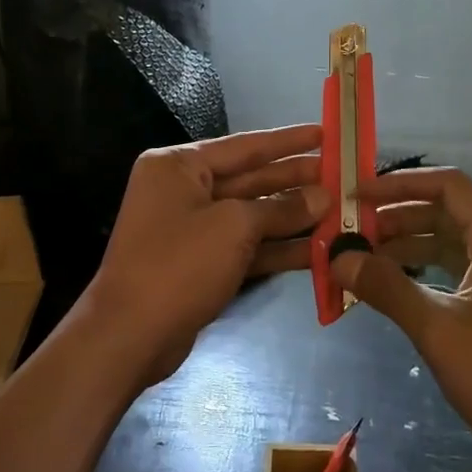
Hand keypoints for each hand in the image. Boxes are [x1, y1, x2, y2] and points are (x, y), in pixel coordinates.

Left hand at [86, 124, 327, 384]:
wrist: (129, 337)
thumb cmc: (178, 265)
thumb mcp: (234, 227)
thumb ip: (281, 209)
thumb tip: (322, 197)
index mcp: (179, 166)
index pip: (244, 146)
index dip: (288, 141)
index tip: (325, 133)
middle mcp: (183, 190)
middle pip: (250, 179)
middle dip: (295, 181)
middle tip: (341, 176)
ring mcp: (192, 229)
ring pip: (252, 215)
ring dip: (293, 216)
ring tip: (340, 211)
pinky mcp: (201, 263)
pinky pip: (246, 246)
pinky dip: (278, 248)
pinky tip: (318, 249)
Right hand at [331, 167, 471, 460]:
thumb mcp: (438, 330)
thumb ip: (387, 288)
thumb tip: (339, 258)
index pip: (446, 184)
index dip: (399, 183)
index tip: (356, 195)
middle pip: (446, 210)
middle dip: (397, 215)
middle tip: (351, 230)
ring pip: (451, 240)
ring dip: (409, 243)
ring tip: (363, 258)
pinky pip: (460, 266)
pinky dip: (426, 268)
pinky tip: (395, 286)